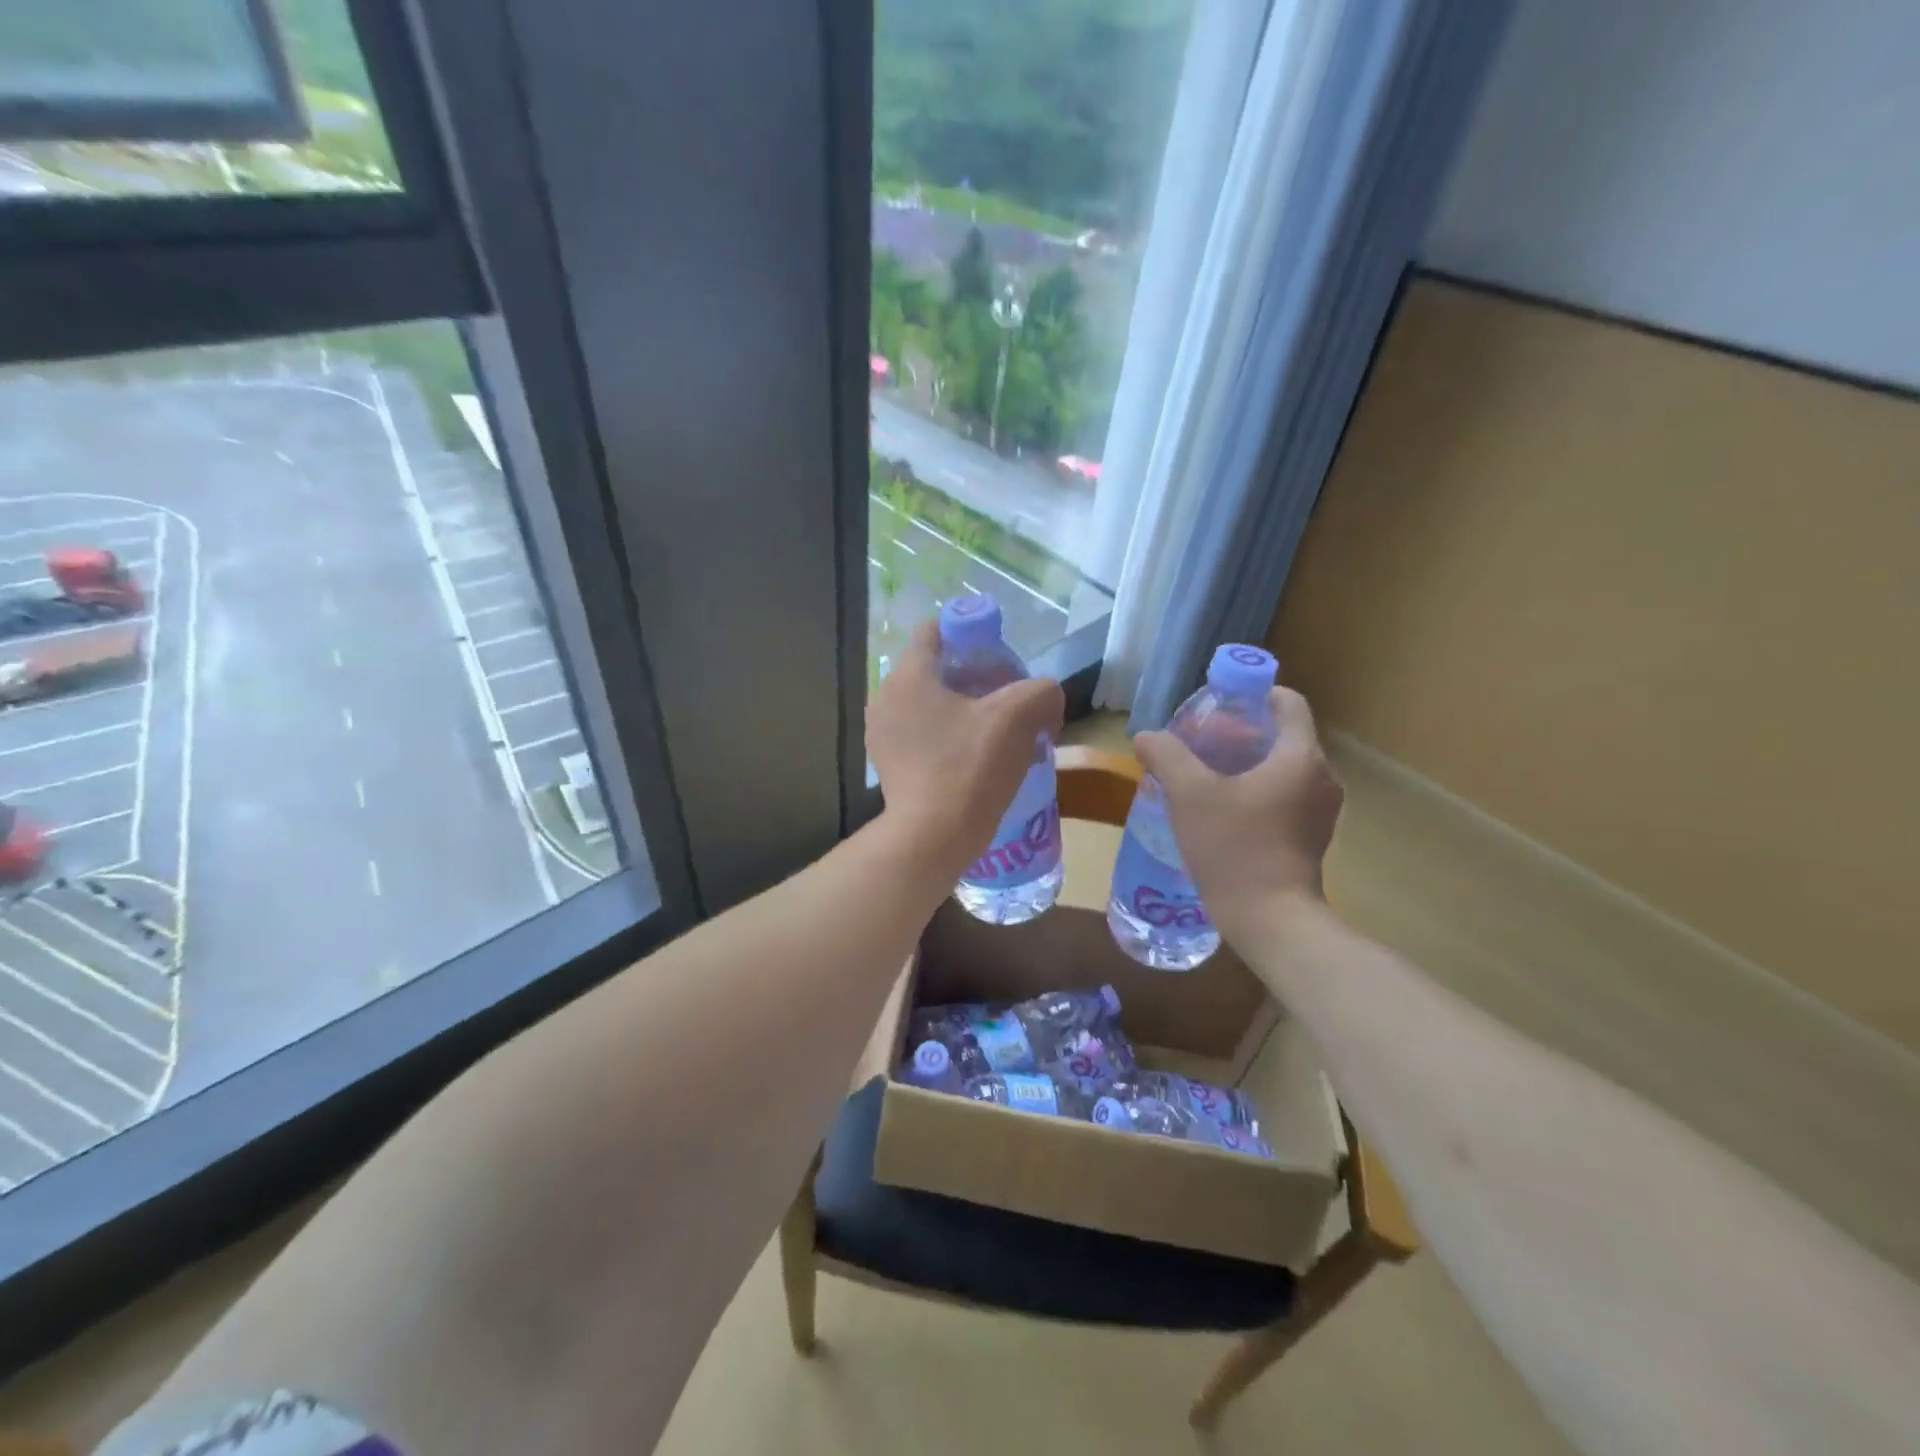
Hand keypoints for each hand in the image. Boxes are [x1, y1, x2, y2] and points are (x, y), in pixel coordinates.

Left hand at [868, 621, 1064, 876]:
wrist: (933, 837)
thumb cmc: (970, 767)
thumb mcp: (1018, 718)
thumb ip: (1041, 691)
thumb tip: (1046, 697)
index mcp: (908, 676)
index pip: (935, 630)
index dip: (971, 633)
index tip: (1000, 657)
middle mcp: (885, 698)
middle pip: (933, 669)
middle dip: (972, 676)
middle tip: (1006, 698)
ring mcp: (881, 735)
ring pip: (927, 704)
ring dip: (961, 709)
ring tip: (995, 731)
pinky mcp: (887, 765)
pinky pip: (920, 735)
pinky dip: (946, 736)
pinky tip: (973, 758)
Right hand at [1133, 687, 1342, 939]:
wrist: (1270, 919)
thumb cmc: (1233, 847)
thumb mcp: (1189, 794)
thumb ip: (1167, 756)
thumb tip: (1146, 737)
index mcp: (1300, 757)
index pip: (1288, 702)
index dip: (1254, 694)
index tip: (1218, 705)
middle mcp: (1322, 777)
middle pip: (1284, 735)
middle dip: (1243, 732)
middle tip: (1201, 742)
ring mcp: (1321, 811)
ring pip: (1284, 768)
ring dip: (1249, 763)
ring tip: (1207, 776)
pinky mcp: (1312, 837)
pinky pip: (1286, 796)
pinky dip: (1259, 791)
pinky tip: (1224, 810)